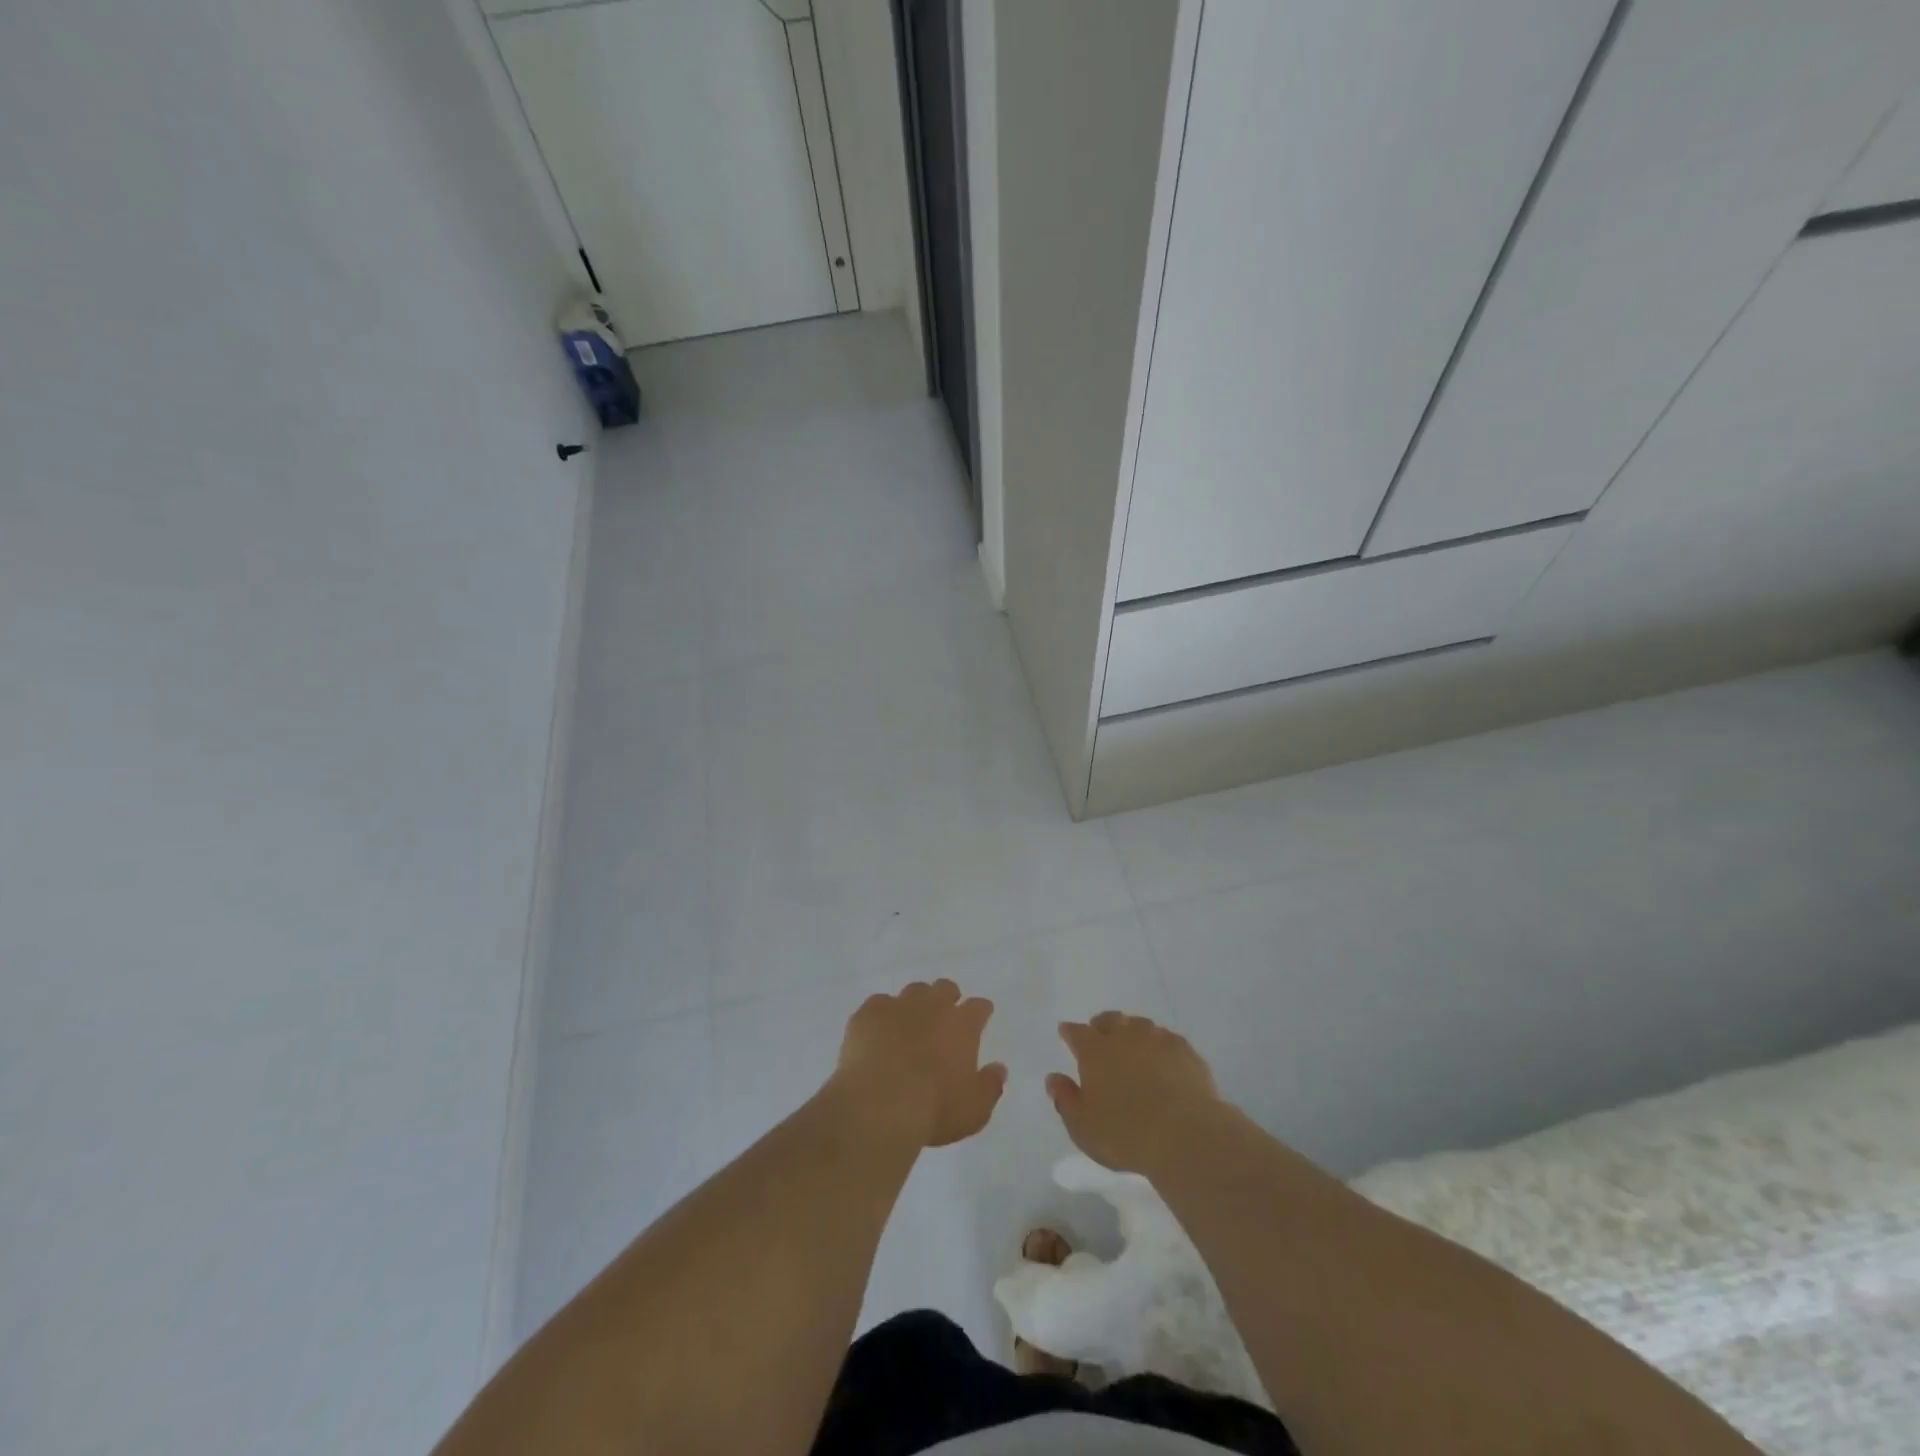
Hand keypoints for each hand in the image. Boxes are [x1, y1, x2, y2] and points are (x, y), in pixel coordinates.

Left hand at [830, 979, 1007, 1148]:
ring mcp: (898, 1006)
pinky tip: (877, 1033)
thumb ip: (990, 1086)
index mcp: (962, 1025)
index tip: (980, 1018)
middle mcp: (932, 1006)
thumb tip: (999, 1069)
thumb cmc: (933, 1109)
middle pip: (945, 988)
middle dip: (947, 998)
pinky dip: (881, 1016)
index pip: (979, 1007)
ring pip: (912, 991)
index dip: (980, 1012)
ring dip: (915, 1004)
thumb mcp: (974, 1110)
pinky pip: (878, 1004)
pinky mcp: (868, 1013)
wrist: (879, 1105)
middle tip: (943, 1018)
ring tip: (909, 1024)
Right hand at [1047, 1012, 1226, 1174]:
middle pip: (1110, 1020)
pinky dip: (1160, 1045)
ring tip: (1132, 1047)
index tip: (1066, 1033)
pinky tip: (1163, 1059)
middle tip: (1100, 1036)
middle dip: (1101, 1025)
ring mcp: (1157, 1039)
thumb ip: (1065, 1099)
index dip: (1069, 1032)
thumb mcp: (1082, 1127)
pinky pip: (1167, 1039)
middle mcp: (1124, 1036)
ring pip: (1140, 1025)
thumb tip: (1053, 1078)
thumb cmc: (1125, 1134)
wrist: (1186, 1135)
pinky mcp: (1185, 1051)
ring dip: (1132, 1032)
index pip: (1076, 1032)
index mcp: (1094, 1050)